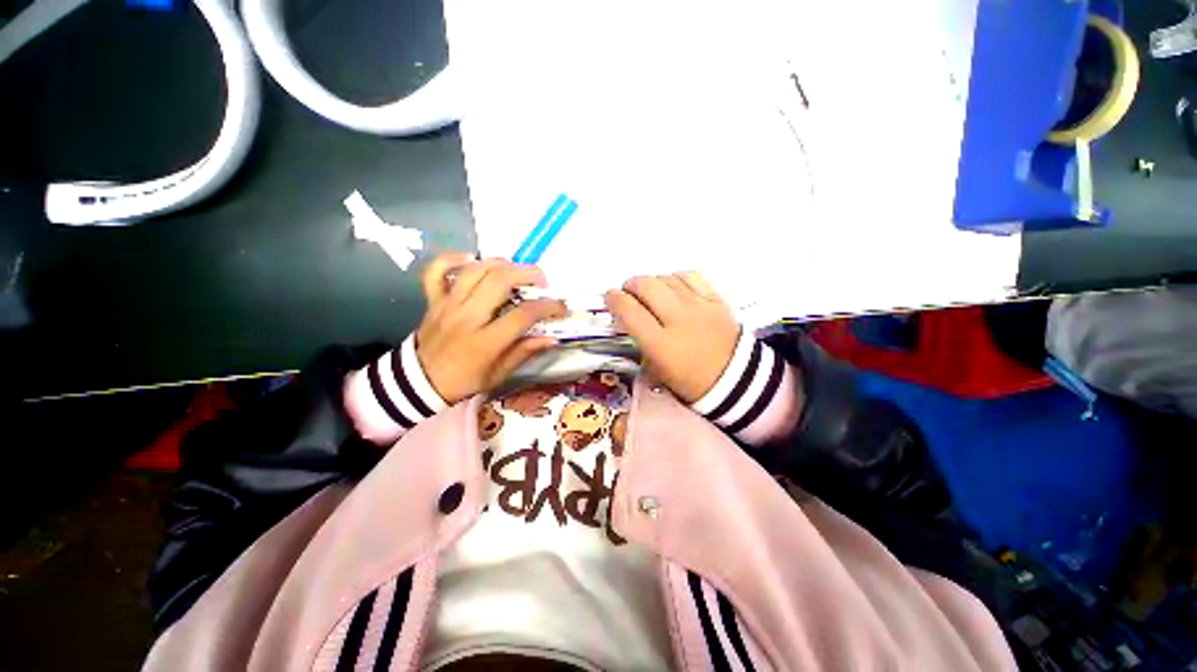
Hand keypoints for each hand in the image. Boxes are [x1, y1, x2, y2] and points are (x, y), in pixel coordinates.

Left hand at [415, 253, 567, 403]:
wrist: (419, 383)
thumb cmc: (464, 380)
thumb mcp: (498, 374)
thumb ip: (524, 352)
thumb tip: (551, 338)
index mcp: (485, 342)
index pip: (523, 315)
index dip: (548, 307)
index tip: (561, 307)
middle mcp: (466, 318)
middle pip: (499, 282)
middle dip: (527, 274)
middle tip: (542, 280)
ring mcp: (447, 305)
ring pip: (475, 271)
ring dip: (500, 263)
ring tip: (516, 269)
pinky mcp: (433, 300)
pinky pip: (436, 271)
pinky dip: (453, 259)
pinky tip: (471, 258)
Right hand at [604, 272, 738, 403]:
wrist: (735, 380)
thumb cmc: (691, 382)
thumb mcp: (657, 372)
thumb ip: (640, 345)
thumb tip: (629, 322)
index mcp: (661, 344)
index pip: (629, 311)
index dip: (613, 299)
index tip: (610, 298)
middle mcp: (678, 319)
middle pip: (646, 286)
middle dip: (630, 285)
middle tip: (629, 293)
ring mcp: (699, 307)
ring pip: (666, 278)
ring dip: (651, 281)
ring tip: (650, 292)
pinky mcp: (716, 299)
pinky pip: (691, 276)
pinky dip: (676, 277)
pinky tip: (673, 286)